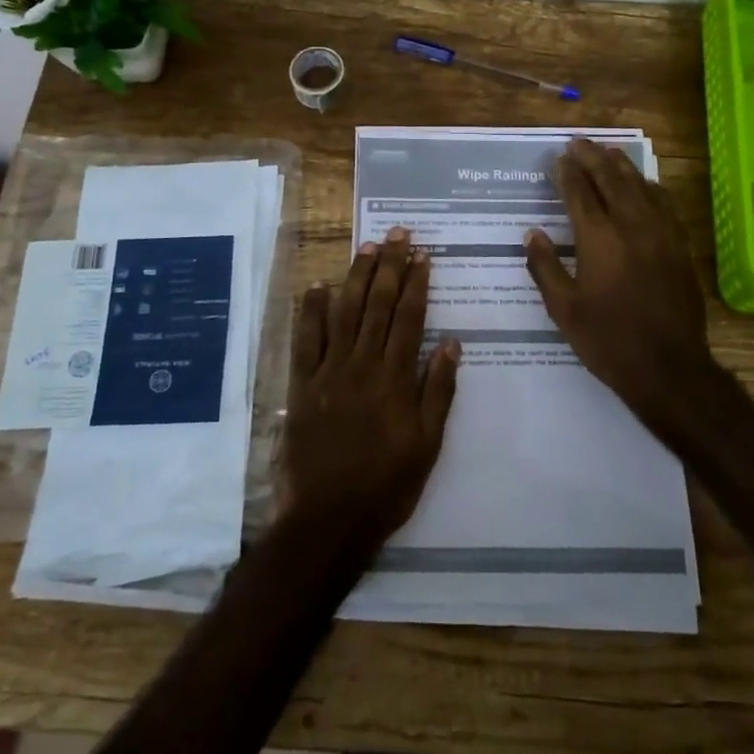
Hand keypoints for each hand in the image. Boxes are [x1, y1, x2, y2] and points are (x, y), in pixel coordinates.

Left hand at [279, 229, 459, 552]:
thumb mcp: (427, 444)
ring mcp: (328, 372)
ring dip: (357, 277)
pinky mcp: (302, 385)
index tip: (423, 254)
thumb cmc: (386, 485)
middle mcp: (362, 365)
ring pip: (345, 313)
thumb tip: (451, 342)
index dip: (417, 283)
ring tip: (368, 247)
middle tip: (398, 235)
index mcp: (395, 378)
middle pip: (378, 305)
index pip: (409, 318)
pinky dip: (312, 310)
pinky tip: (318, 285)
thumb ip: (439, 390)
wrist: (328, 519)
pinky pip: (306, 340)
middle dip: (390, 266)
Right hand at [523, 138, 728, 443]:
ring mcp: (661, 233)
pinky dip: (648, 187)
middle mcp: (631, 226)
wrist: (669, 367)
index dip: (568, 172)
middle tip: (579, 142)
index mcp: (599, 239)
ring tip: (607, 152)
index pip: (580, 193)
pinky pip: (664, 203)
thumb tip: (532, 234)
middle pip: (612, 179)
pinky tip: (643, 185)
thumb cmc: (608, 341)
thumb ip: (545, 267)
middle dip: (593, 157)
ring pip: (640, 186)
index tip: (559, 157)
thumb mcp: (564, 310)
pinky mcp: (680, 246)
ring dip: (621, 166)